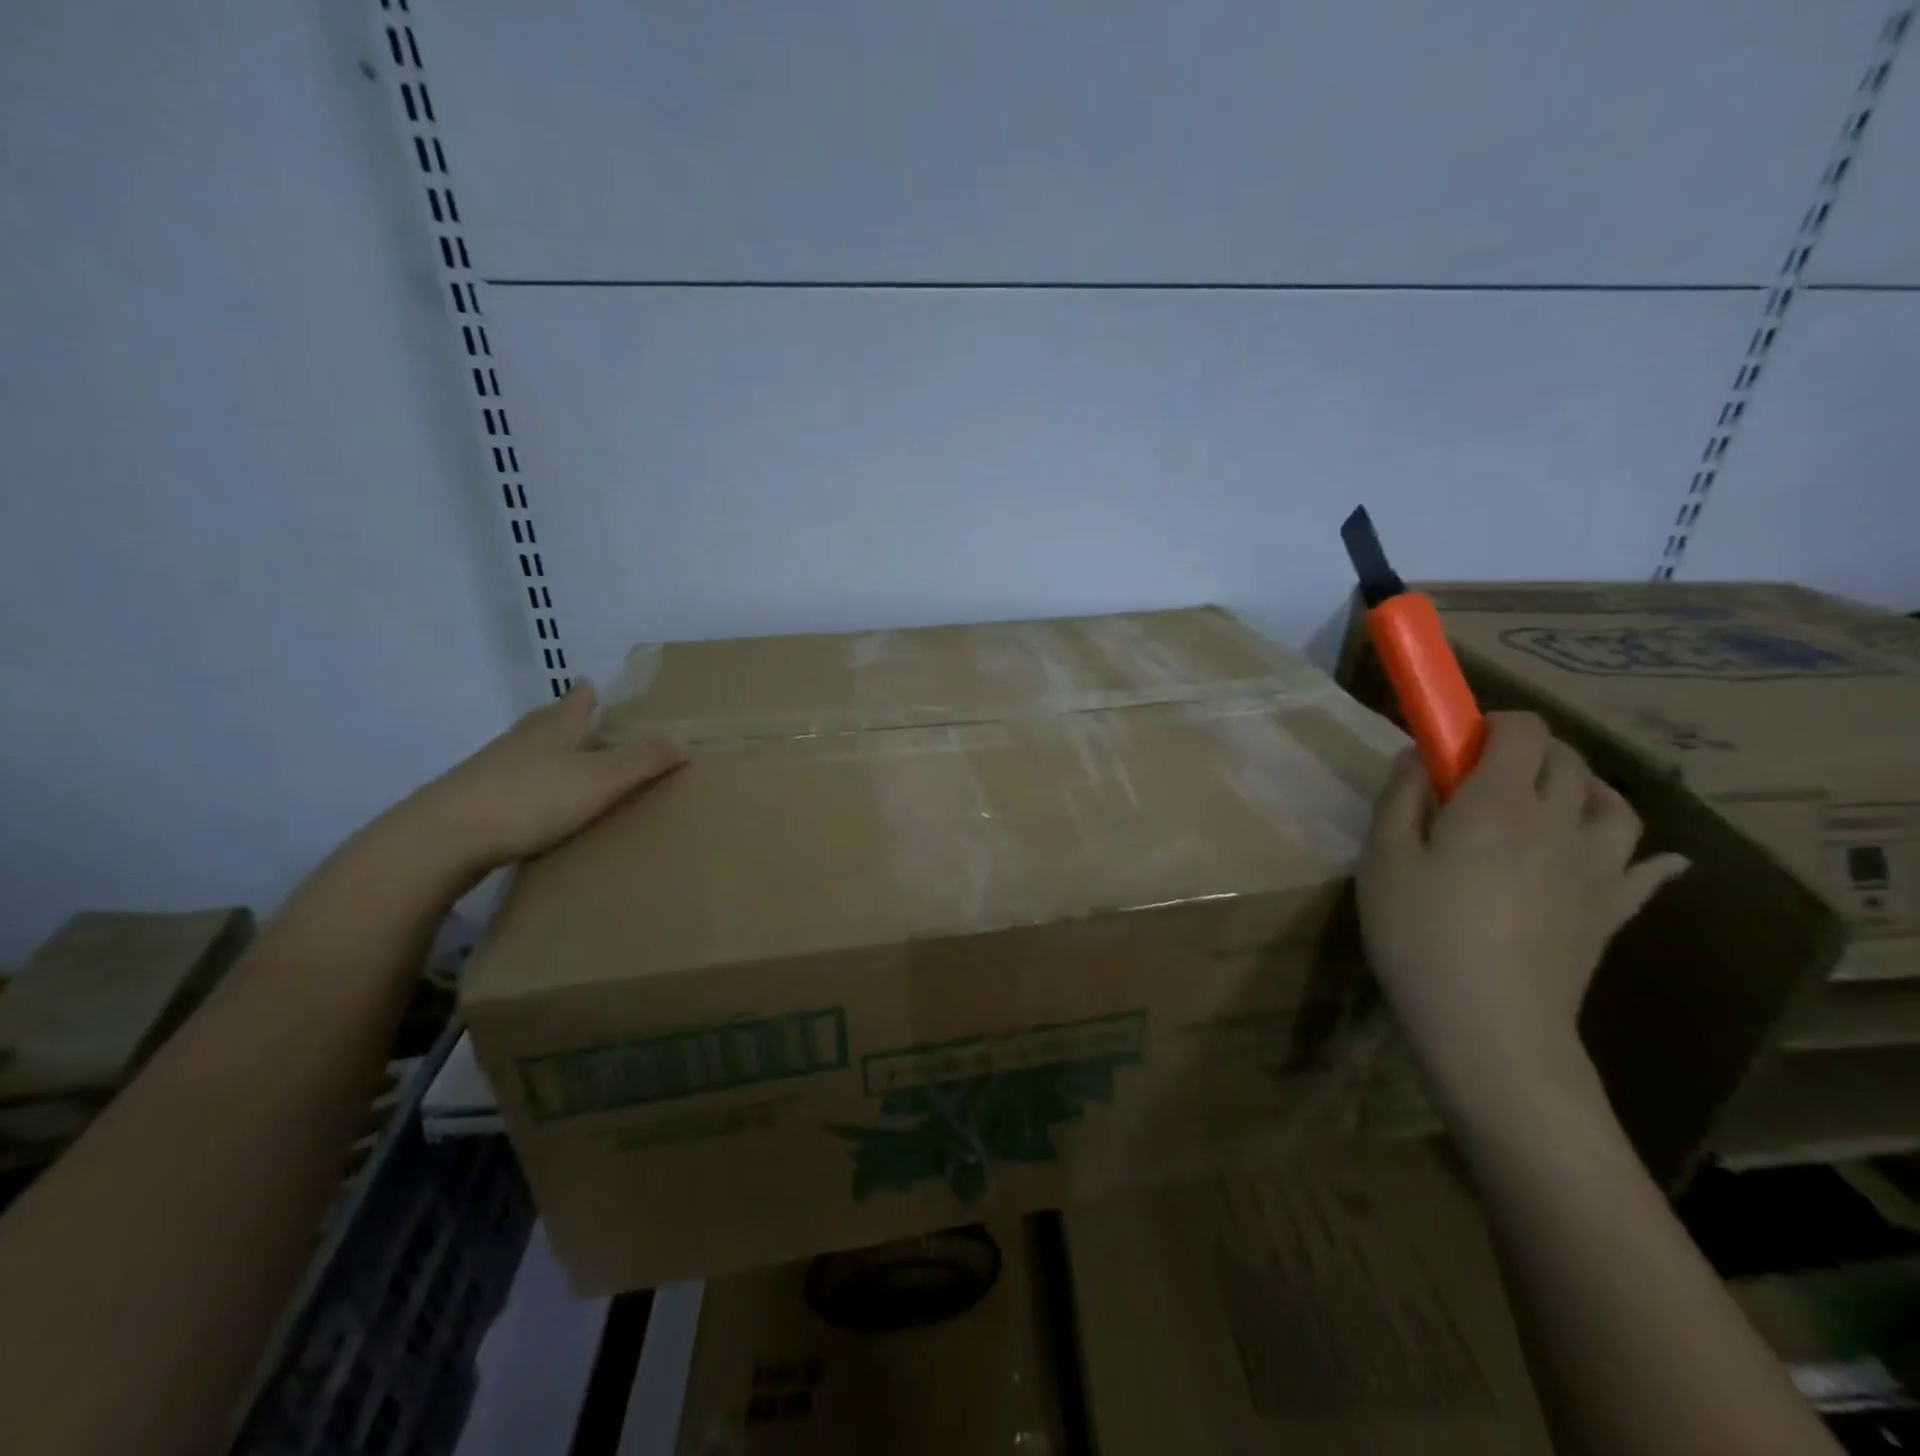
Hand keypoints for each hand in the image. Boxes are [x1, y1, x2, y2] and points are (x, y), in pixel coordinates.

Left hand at [388, 683, 685, 880]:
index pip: (576, 700)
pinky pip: (512, 781)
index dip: (589, 692)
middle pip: (547, 719)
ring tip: (567, 761)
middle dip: (566, 717)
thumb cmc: (531, 799)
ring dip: (548, 750)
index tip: (596, 685)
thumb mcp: (600, 779)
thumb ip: (644, 761)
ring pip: (528, 749)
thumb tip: (684, 743)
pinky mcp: (474, 798)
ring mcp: (493, 768)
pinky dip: (530, 783)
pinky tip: (537, 802)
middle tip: (586, 720)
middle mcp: (522, 739)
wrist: (443, 838)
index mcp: (555, 727)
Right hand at [1356, 711, 1685, 1111]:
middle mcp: (1560, 821)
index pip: (1521, 731)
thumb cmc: (1420, 934)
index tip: (1458, 743)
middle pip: (1567, 760)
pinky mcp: (1612, 910)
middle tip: (1485, 775)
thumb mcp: (1383, 860)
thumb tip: (1417, 755)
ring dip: (1584, 786)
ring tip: (1551, 800)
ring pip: (1614, 803)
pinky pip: (1647, 869)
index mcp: (1499, 802)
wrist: (1490, 1024)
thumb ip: (1400, 798)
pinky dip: (1647, 853)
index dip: (1492, 722)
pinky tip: (1649, 857)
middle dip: (1530, 750)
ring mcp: (1597, 867)